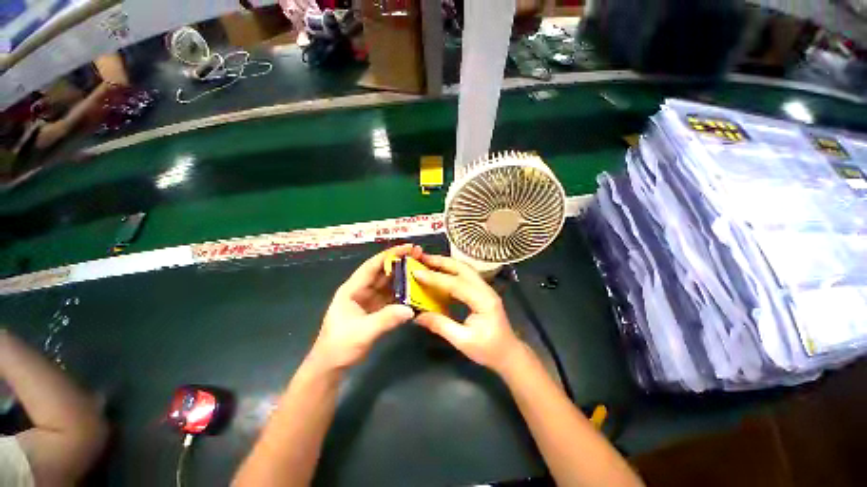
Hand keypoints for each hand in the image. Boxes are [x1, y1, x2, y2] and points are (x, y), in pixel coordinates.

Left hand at [310, 244, 419, 370]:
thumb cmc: (340, 346)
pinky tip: (415, 290)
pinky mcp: (375, 310)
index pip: (373, 266)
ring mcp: (369, 300)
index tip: (408, 247)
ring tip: (421, 270)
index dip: (390, 255)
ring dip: (403, 277)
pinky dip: (403, 293)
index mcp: (352, 289)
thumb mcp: (362, 332)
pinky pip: (391, 297)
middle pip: (383, 272)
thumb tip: (411, 309)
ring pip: (388, 284)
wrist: (331, 367)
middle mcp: (361, 290)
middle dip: (400, 263)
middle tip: (420, 256)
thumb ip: (386, 319)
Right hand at [412, 254, 522, 373]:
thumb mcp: (463, 341)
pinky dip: (451, 271)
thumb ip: (440, 326)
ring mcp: (485, 289)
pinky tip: (440, 273)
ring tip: (428, 261)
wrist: (509, 354)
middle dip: (441, 261)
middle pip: (463, 268)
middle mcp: (486, 289)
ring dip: (446, 263)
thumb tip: (417, 315)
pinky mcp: (482, 292)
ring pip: (464, 269)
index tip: (417, 272)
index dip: (435, 277)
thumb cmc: (489, 350)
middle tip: (422, 258)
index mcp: (484, 301)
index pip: (456, 284)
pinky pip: (465, 276)